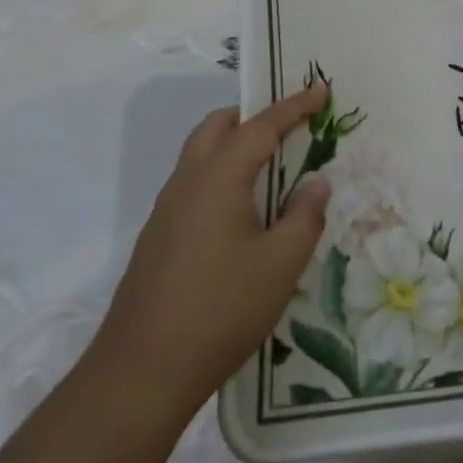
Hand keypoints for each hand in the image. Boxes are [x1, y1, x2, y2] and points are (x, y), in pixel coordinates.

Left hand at [87, 86, 331, 424]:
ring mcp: (166, 211)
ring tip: (269, 167)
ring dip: (233, 145)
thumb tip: (315, 183)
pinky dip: (220, 175)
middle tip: (289, 126)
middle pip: (217, 126)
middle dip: (253, 115)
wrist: (141, 373)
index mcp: (218, 177)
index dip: (294, 106)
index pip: (261, 126)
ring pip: (200, 155)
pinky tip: (240, 213)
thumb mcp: (280, 264)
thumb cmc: (221, 309)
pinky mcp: (157, 238)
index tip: (321, 90)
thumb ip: (304, 216)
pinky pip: (193, 184)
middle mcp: (187, 182)